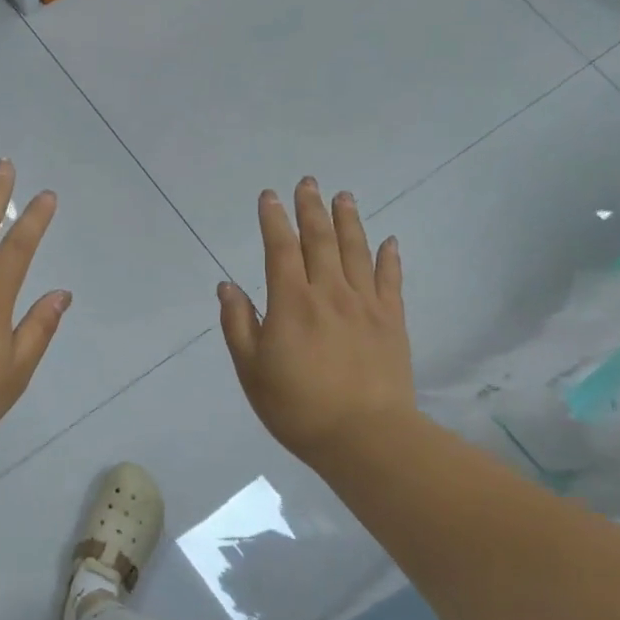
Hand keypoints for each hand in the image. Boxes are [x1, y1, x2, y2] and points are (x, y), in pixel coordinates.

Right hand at [219, 179, 414, 464]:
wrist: (363, 436)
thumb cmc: (297, 407)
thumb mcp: (251, 370)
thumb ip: (238, 324)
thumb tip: (228, 286)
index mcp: (291, 303)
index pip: (280, 250)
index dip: (274, 220)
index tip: (270, 196)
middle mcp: (328, 293)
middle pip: (319, 241)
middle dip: (311, 209)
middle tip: (309, 183)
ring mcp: (365, 304)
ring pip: (355, 251)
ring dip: (348, 221)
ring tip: (344, 196)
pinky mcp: (391, 321)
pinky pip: (390, 279)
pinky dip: (388, 257)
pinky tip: (388, 240)